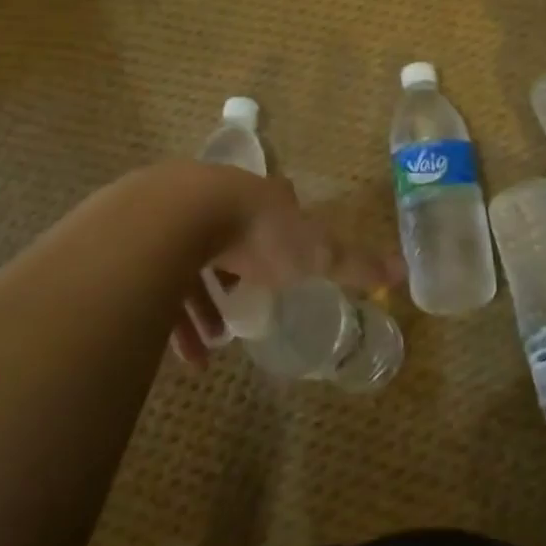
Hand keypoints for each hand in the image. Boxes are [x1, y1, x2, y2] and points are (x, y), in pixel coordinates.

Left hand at [170, 167, 401, 364]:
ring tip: (210, 346)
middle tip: (242, 314)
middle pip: (232, 236)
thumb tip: (406, 271)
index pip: (278, 205)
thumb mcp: (315, 252)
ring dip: (203, 305)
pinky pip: (158, 277)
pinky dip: (172, 314)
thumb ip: (356, 263)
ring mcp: (175, 210)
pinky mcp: (140, 235)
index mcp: (263, 196)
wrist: (176, 218)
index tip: (283, 265)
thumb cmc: (257, 233)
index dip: (282, 233)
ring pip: (191, 260)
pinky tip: (181, 350)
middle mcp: (221, 195)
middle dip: (238, 276)